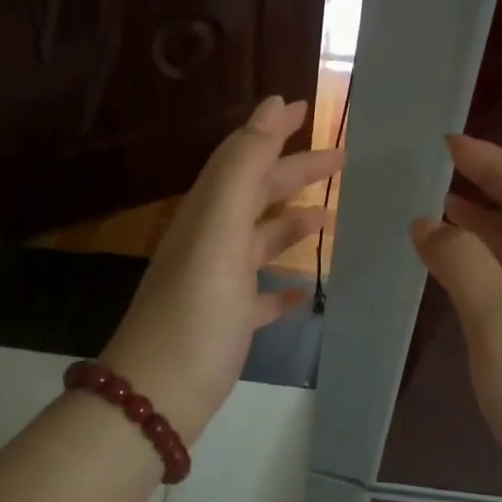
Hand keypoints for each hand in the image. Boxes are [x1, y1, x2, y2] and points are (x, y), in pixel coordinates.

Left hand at [101, 96, 342, 443]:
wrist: (159, 394)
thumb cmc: (195, 311)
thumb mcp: (219, 232)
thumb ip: (243, 169)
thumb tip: (271, 107)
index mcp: (207, 215)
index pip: (241, 157)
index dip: (271, 130)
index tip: (306, 107)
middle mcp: (210, 242)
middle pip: (256, 195)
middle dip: (295, 173)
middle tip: (342, 159)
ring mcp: (218, 284)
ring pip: (260, 242)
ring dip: (293, 224)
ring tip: (331, 218)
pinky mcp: (228, 323)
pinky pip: (260, 295)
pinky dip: (283, 286)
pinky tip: (305, 291)